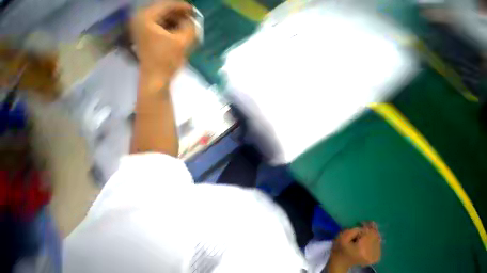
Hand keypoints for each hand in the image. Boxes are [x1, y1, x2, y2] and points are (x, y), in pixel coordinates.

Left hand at [131, 1, 195, 78]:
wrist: (156, 79)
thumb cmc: (166, 60)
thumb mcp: (181, 43)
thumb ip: (190, 30)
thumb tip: (195, 23)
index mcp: (146, 16)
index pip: (166, 5)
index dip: (182, 7)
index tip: (195, 11)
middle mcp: (140, 19)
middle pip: (163, 12)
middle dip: (179, 16)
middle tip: (192, 21)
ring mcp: (142, 29)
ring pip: (162, 21)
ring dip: (176, 24)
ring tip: (189, 29)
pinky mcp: (146, 38)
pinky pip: (160, 29)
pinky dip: (171, 30)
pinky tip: (180, 35)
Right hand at [331, 222, 381, 266]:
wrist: (341, 261)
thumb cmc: (339, 247)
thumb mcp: (343, 235)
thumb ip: (355, 230)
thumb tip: (365, 227)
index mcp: (363, 249)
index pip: (371, 234)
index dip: (369, 227)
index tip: (366, 221)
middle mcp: (371, 254)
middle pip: (376, 238)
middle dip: (371, 230)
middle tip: (365, 224)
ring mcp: (375, 258)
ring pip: (378, 241)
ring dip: (373, 235)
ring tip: (365, 231)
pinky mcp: (375, 258)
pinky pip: (379, 246)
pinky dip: (375, 241)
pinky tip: (369, 239)